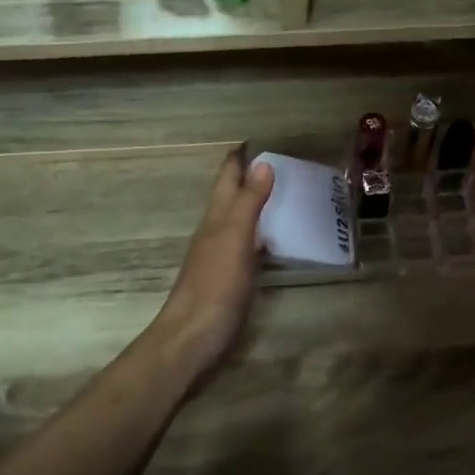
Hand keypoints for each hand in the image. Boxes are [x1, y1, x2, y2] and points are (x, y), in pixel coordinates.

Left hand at [150, 148, 274, 374]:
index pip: (227, 178)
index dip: (239, 157)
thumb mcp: (235, 238)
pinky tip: (272, 239)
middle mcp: (215, 230)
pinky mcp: (229, 277)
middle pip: (231, 196)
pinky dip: (260, 233)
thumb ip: (249, 202)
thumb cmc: (215, 284)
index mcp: (216, 217)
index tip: (257, 138)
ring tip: (281, 192)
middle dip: (248, 176)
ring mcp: (220, 255)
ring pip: (238, 219)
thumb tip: (262, 162)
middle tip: (278, 161)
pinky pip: (247, 244)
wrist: (193, 336)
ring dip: (254, 203)